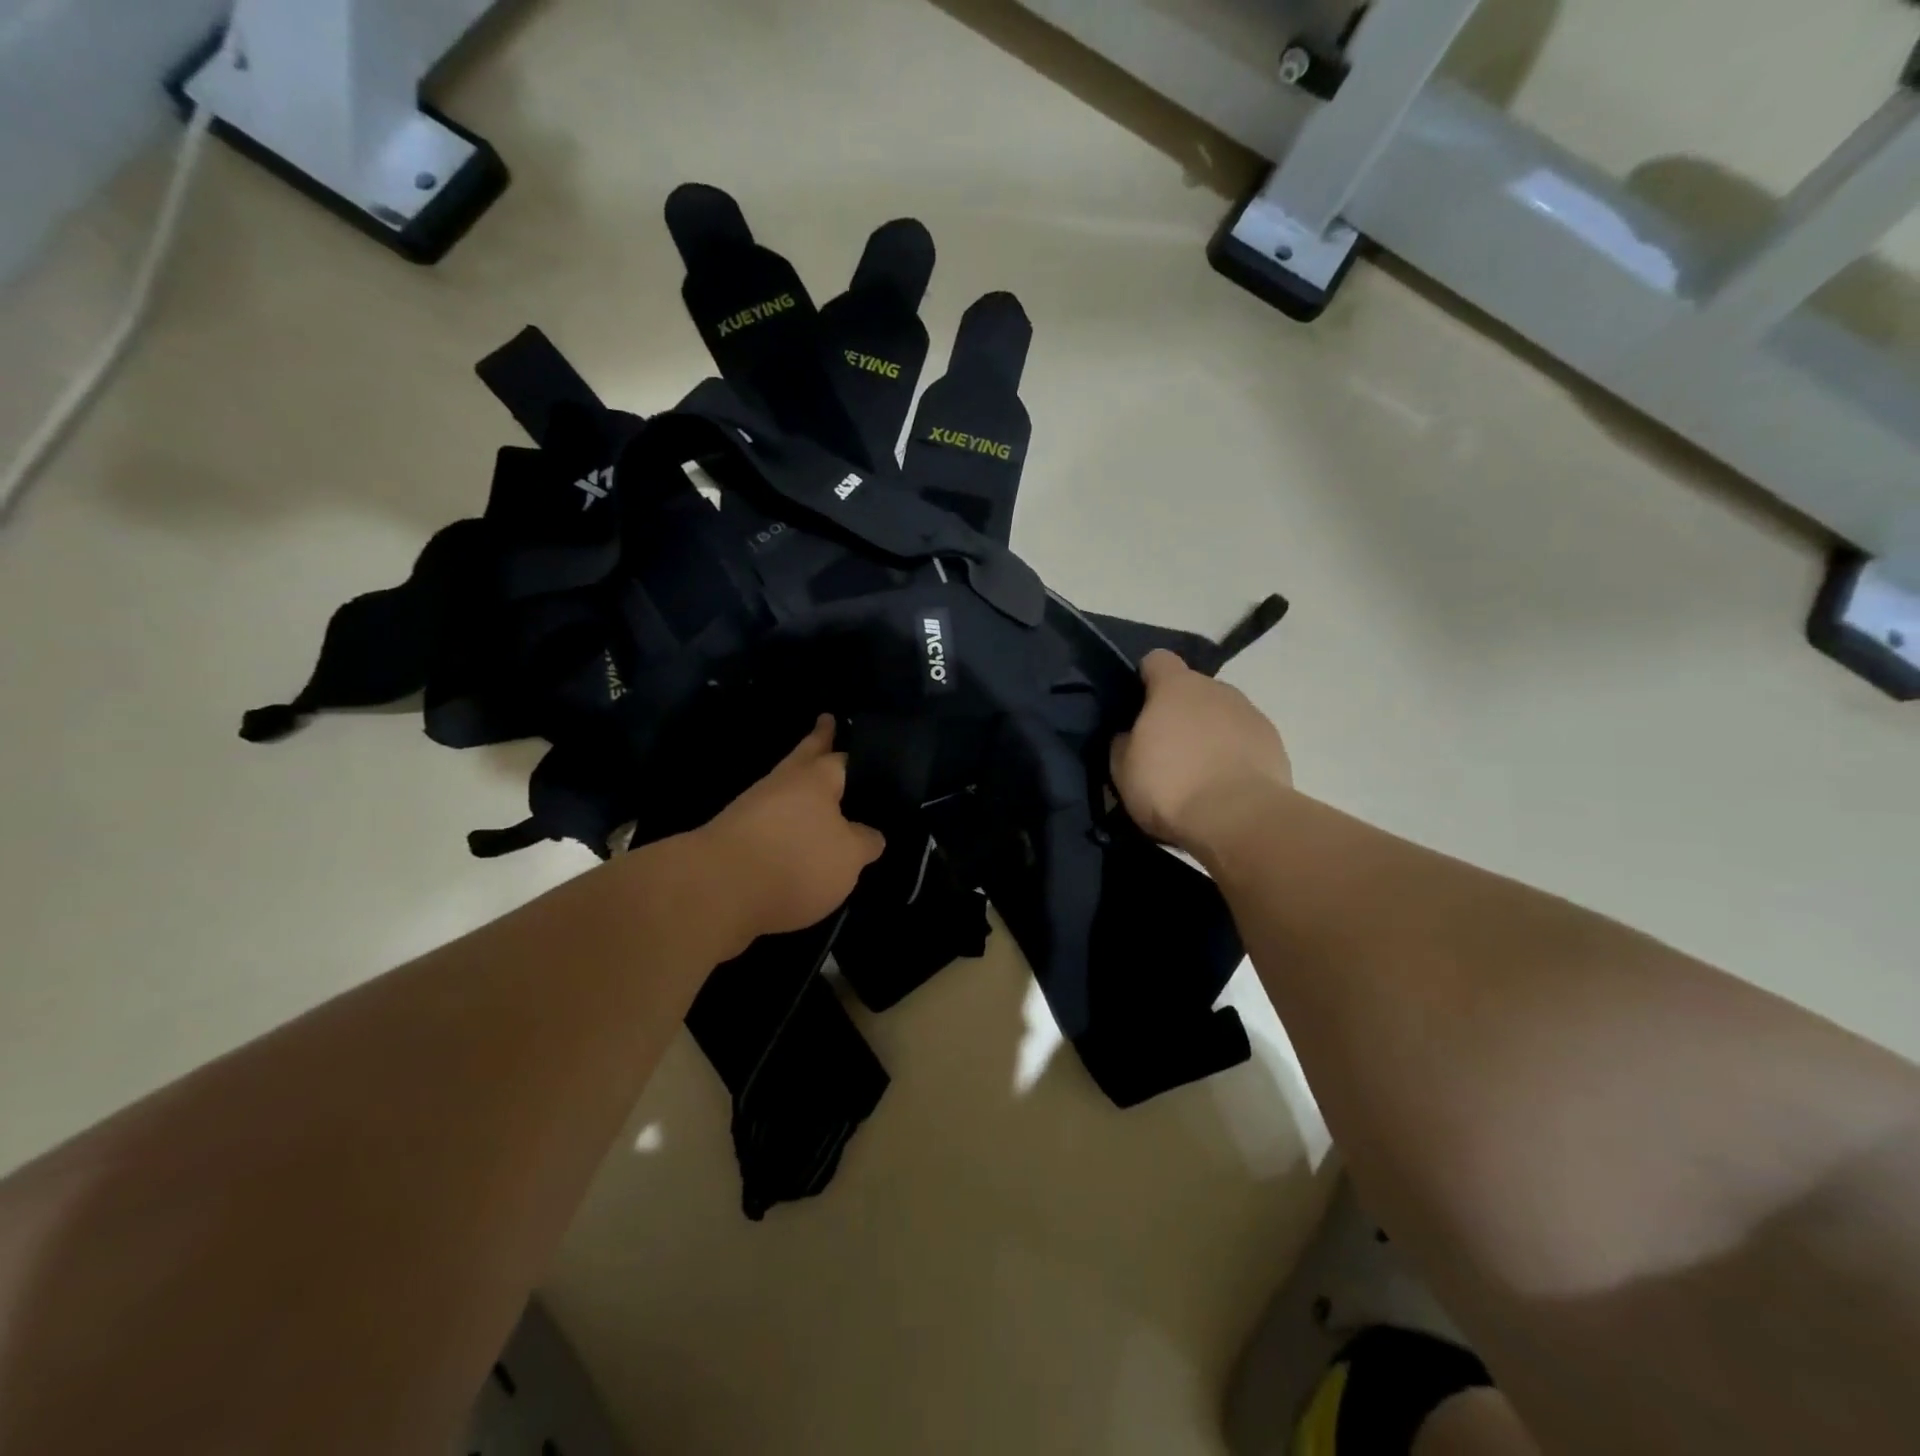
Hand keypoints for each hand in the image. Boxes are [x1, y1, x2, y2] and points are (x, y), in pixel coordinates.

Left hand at [697, 716, 885, 943]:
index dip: (854, 753)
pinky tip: (795, 832)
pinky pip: (769, 819)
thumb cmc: (795, 862)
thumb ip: (865, 842)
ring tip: (818, 788)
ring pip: (785, 788)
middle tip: (826, 720)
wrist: (715, 891)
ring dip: (800, 785)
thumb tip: (870, 835)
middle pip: (805, 755)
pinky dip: (785, 820)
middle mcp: (782, 784)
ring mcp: (752, 809)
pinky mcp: (733, 838)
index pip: (841, 758)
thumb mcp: (849, 857)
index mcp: (815, 779)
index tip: (858, 739)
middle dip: (818, 740)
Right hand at [1110, 650, 1292, 854]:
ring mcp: (1250, 713)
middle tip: (1165, 749)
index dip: (1145, 678)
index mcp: (1176, 687)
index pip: (1157, 660)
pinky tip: (1225, 784)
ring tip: (1199, 772)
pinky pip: (1245, 739)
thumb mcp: (1123, 769)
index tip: (1137, 706)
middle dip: (1179, 711)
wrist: (1239, 819)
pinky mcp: (1274, 742)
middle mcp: (1216, 689)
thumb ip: (1124, 742)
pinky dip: (1234, 753)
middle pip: (1192, 689)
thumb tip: (1131, 735)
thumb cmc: (1170, 786)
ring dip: (1209, 732)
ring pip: (1221, 714)